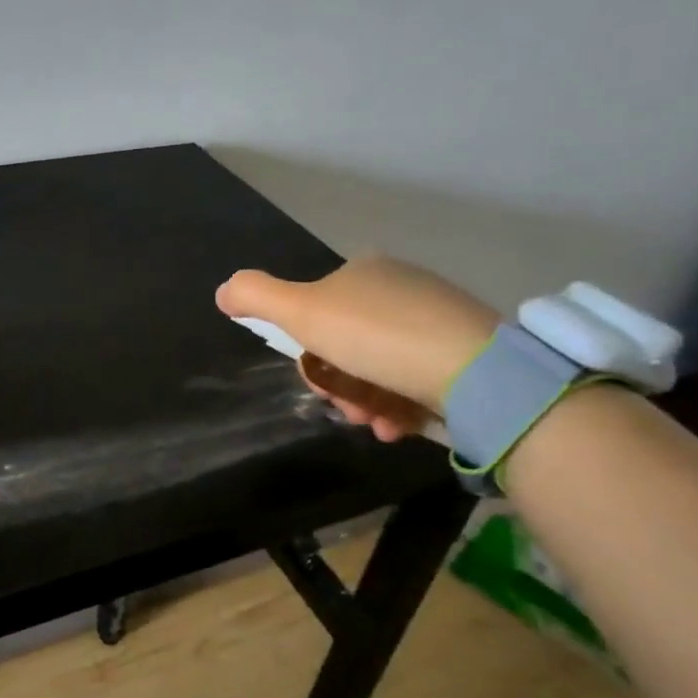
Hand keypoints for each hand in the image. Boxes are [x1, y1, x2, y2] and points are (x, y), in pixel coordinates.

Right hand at [216, 257, 498, 441]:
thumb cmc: (376, 337)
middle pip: (346, 344)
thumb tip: (222, 291)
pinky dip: (400, 405)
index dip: (308, 352)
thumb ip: (257, 297)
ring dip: (366, 401)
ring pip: (379, 367)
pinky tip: (400, 425)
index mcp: (364, 271)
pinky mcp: (467, 351)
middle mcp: (401, 287)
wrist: (475, 369)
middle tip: (348, 409)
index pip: (316, 312)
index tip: (316, 381)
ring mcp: (437, 318)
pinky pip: (416, 379)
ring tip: (377, 423)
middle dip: (338, 384)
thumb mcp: (302, 313)